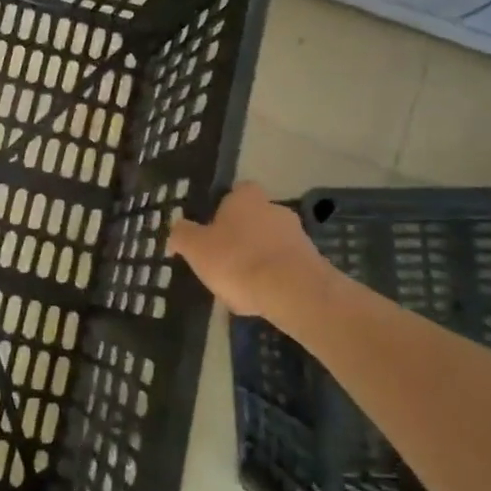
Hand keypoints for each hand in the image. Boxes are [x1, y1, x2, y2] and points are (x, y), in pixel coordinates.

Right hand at [167, 182, 340, 321]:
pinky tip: (260, 299)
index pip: (236, 191)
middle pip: (254, 218)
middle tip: (222, 259)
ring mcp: (298, 236)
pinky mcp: (313, 263)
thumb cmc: (237, 260)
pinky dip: (273, 279)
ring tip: (240, 286)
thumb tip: (177, 229)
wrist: (294, 292)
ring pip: (270, 244)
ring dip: (258, 259)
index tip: (211, 228)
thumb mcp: (195, 247)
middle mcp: (275, 209)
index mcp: (246, 198)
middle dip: (241, 236)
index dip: (223, 208)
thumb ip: (182, 235)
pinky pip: (285, 267)